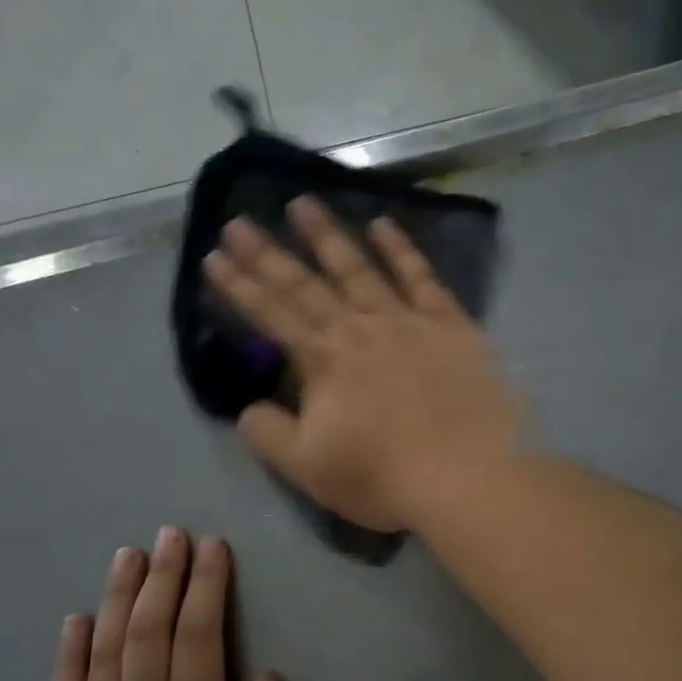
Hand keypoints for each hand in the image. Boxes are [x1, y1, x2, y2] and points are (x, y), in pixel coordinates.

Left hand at [48, 528, 301, 680]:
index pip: (198, 638)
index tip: (211, 546)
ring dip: (118, 601)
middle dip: (161, 578)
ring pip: (104, 656)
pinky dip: (69, 657)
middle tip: (169, 534)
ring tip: (126, 556)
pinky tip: (75, 620)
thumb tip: (261, 678)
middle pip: (148, 634)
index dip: (205, 587)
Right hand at [203, 196, 522, 530]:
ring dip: (328, 235)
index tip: (213, 257)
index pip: (271, 315)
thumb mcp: (309, 468)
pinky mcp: (450, 324)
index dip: (240, 286)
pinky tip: (384, 224)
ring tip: (303, 203)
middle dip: (268, 253)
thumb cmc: (383, 477)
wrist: (468, 477)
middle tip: (240, 220)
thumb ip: (269, 434)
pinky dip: (401, 249)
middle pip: (306, 284)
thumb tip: (248, 408)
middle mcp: (359, 328)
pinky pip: (421, 277)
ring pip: (359, 268)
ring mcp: (407, 321)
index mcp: (323, 361)